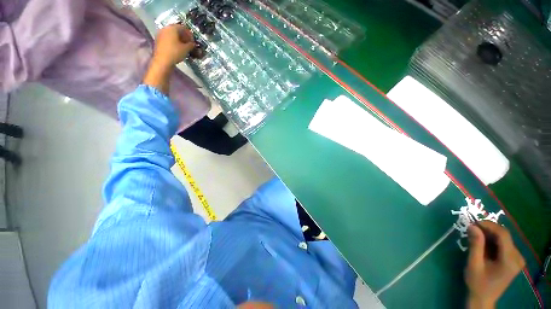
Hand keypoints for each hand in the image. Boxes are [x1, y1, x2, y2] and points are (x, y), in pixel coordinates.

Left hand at [152, 24, 194, 67]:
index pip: (183, 27)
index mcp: (172, 28)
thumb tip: (193, 44)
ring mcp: (160, 34)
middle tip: (189, 43)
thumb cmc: (175, 53)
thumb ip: (191, 45)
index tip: (193, 41)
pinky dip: (173, 42)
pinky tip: (177, 48)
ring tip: (183, 47)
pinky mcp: (158, 40)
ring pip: (172, 34)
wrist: (162, 61)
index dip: (189, 34)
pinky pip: (168, 38)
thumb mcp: (186, 49)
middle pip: (176, 30)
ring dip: (178, 39)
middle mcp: (165, 28)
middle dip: (183, 36)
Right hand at [465, 221, 525, 308]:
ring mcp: (517, 258)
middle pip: (504, 236)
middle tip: (471, 229)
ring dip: (489, 236)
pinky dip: (492, 241)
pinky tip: (483, 245)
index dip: (489, 225)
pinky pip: (504, 244)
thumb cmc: (477, 283)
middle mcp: (518, 257)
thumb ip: (475, 245)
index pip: (503, 235)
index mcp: (510, 260)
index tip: (473, 222)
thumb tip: (472, 225)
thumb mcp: (474, 264)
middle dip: (487, 230)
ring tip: (475, 238)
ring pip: (504, 239)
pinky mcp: (514, 259)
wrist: (484, 298)